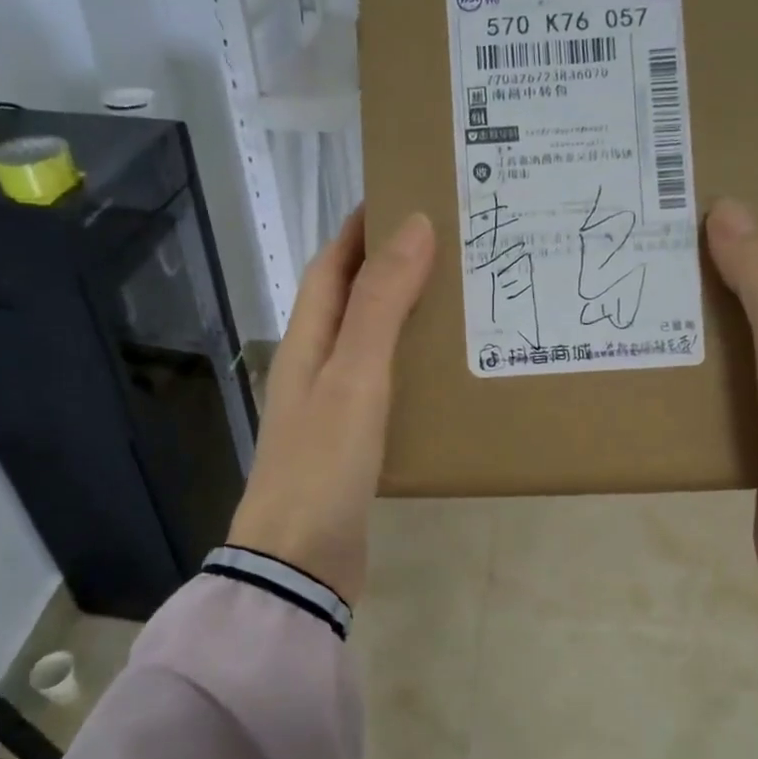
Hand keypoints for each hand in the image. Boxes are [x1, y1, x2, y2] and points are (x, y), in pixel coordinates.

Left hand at [226, 206, 434, 604]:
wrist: (300, 563)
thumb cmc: (323, 463)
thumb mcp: (355, 375)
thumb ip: (381, 303)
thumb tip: (413, 226)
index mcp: (307, 342)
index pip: (331, 267)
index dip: (360, 229)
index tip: (402, 195)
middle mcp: (314, 367)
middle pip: (350, 300)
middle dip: (389, 265)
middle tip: (449, 244)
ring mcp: (331, 407)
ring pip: (369, 342)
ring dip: (403, 313)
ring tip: (458, 297)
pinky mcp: (352, 442)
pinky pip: (383, 384)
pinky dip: (409, 364)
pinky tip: (444, 371)